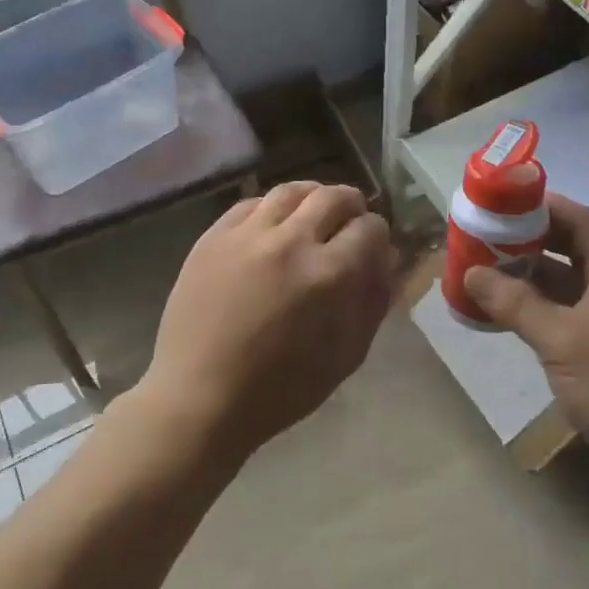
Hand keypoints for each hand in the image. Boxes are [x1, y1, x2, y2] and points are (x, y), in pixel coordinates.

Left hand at [145, 182, 395, 463]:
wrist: (201, 396)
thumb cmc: (281, 389)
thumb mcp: (346, 355)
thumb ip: (373, 301)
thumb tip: (387, 259)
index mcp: (330, 274)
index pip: (369, 228)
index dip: (378, 236)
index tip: (373, 248)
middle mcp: (291, 241)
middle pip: (334, 197)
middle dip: (351, 206)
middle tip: (349, 222)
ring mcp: (247, 234)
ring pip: (291, 191)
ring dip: (312, 198)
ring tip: (313, 215)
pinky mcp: (213, 236)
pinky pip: (250, 203)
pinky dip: (271, 207)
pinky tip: (273, 225)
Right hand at [464, 193, 588, 495]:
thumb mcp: (561, 340)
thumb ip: (516, 304)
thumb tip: (471, 272)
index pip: (582, 222)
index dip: (545, 207)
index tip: (505, 203)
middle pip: (573, 251)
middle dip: (530, 243)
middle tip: (488, 238)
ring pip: (567, 287)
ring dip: (530, 280)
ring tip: (486, 274)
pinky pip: (568, 317)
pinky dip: (538, 311)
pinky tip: (507, 318)